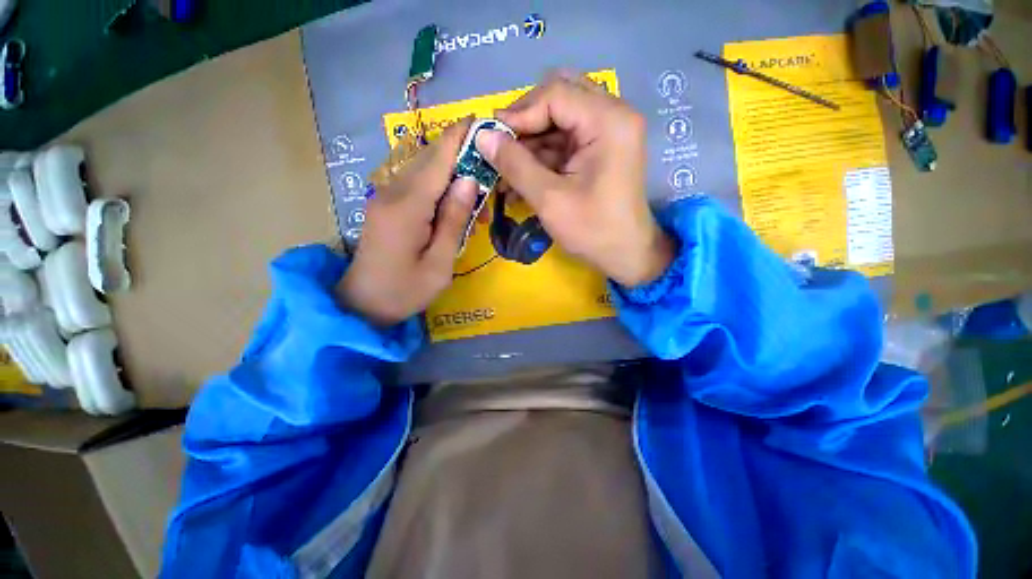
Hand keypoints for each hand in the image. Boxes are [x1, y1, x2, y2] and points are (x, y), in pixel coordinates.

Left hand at [337, 119, 477, 326]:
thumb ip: (453, 220)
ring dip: (452, 177)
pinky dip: (439, 188)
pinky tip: (452, 209)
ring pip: (424, 170)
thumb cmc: (405, 290)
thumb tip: (470, 180)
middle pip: (431, 159)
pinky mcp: (385, 204)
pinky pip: (416, 185)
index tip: (484, 120)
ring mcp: (385, 196)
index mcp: (407, 207)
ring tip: (474, 206)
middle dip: (462, 161)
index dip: (460, 137)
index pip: (438, 159)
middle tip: (488, 185)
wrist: (362, 305)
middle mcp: (392, 192)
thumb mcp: (440, 263)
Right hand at [477, 72, 673, 286]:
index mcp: (607, 121)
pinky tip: (520, 180)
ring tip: (504, 174)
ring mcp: (606, 132)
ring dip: (529, 145)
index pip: (555, 94)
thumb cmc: (593, 231)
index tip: (490, 139)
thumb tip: (482, 137)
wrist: (626, 254)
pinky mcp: (598, 150)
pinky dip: (540, 158)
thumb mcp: (549, 200)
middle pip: (558, 98)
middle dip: (525, 124)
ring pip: (557, 121)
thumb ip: (515, 165)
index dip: (518, 113)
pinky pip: (563, 142)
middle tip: (501, 148)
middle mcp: (611, 115)